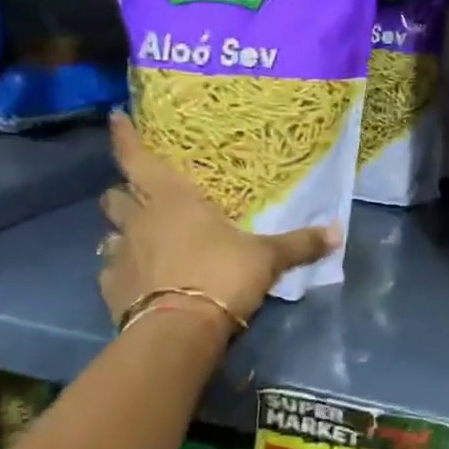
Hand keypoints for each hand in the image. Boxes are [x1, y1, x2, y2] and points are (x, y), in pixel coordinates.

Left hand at [99, 113, 341, 330]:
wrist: (178, 331)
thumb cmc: (221, 275)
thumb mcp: (267, 258)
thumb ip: (300, 243)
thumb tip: (339, 232)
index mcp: (172, 199)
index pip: (138, 157)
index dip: (126, 136)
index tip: (116, 117)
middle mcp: (139, 220)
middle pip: (116, 195)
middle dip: (125, 191)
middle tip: (143, 196)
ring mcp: (119, 255)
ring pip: (110, 232)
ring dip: (123, 232)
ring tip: (142, 239)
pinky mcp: (110, 289)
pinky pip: (111, 271)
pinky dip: (122, 271)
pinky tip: (138, 280)